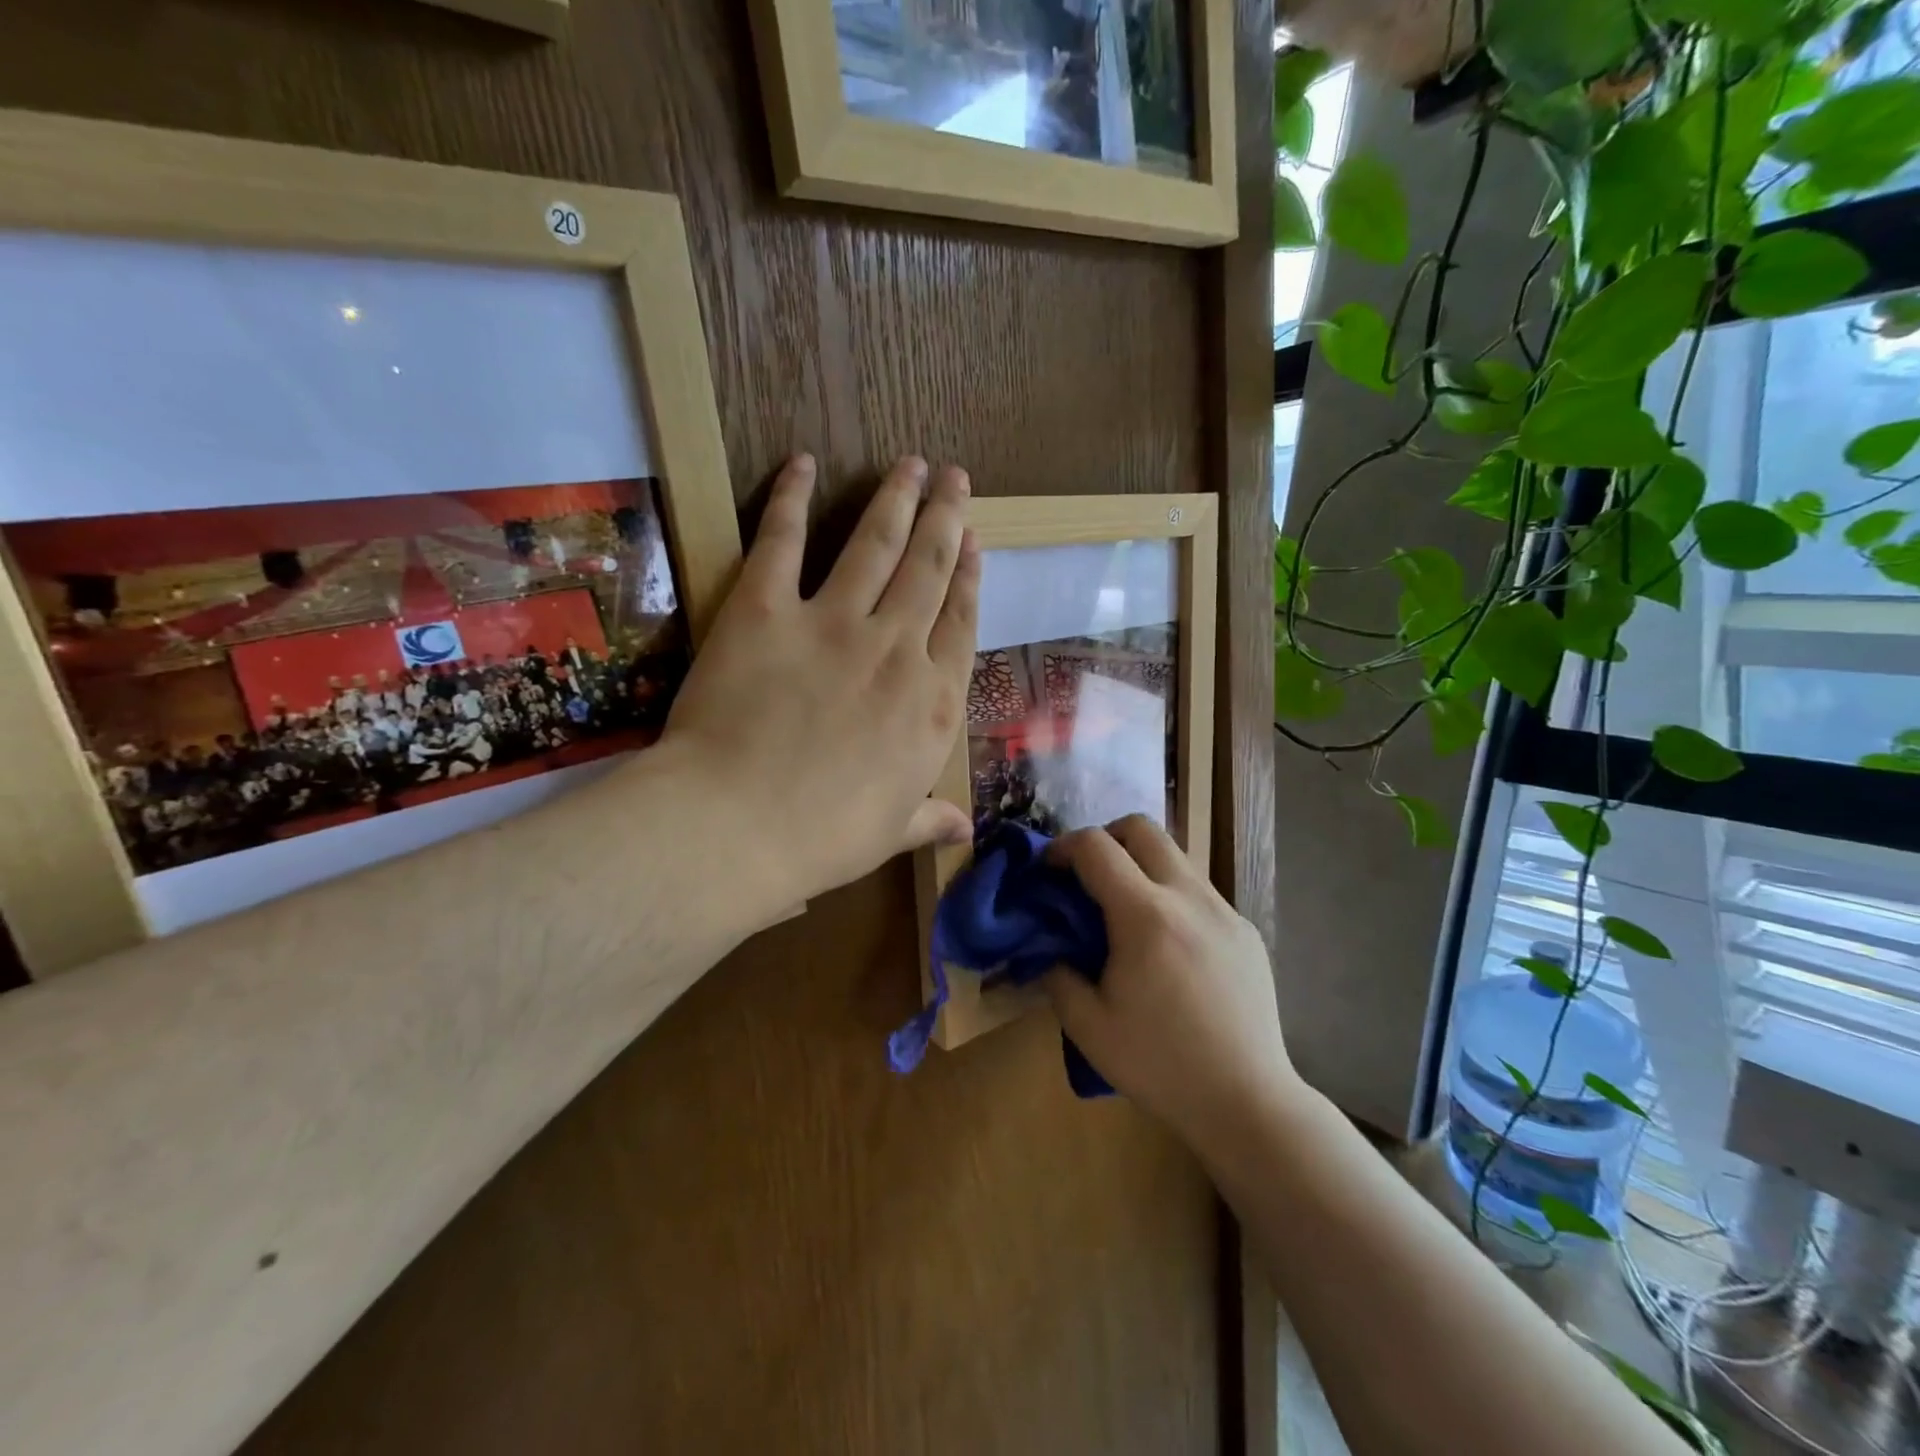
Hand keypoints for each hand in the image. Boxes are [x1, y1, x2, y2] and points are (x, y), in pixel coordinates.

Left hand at [655, 453, 978, 910]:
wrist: (739, 826)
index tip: (974, 540)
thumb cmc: (824, 838)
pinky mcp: (766, 610)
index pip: (961, 623)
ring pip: (876, 545)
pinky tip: (804, 464)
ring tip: (911, 463)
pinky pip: (783, 542)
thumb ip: (929, 818)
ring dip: (896, 499)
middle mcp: (896, 649)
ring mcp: (833, 623)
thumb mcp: (890, 832)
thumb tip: (962, 829)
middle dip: (945, 517)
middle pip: (929, 569)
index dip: (970, 577)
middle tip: (954, 476)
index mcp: (932, 704)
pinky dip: (792, 499)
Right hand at [1042, 816, 1295, 1151]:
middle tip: (1087, 876)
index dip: (1063, 847)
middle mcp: (1189, 898)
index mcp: (1146, 916)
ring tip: (1126, 911)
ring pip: (1175, 856)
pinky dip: (1171, 895)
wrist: (1247, 1102)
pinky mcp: (1246, 931)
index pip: (1096, 847)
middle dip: (1105, 838)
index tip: (1049, 869)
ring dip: (1141, 865)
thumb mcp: (1088, 1027)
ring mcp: (1224, 911)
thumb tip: (1051, 946)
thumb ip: (1058, 974)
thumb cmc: (1160, 1065)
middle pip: (1142, 828)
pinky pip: (1199, 891)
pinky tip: (1167, 945)